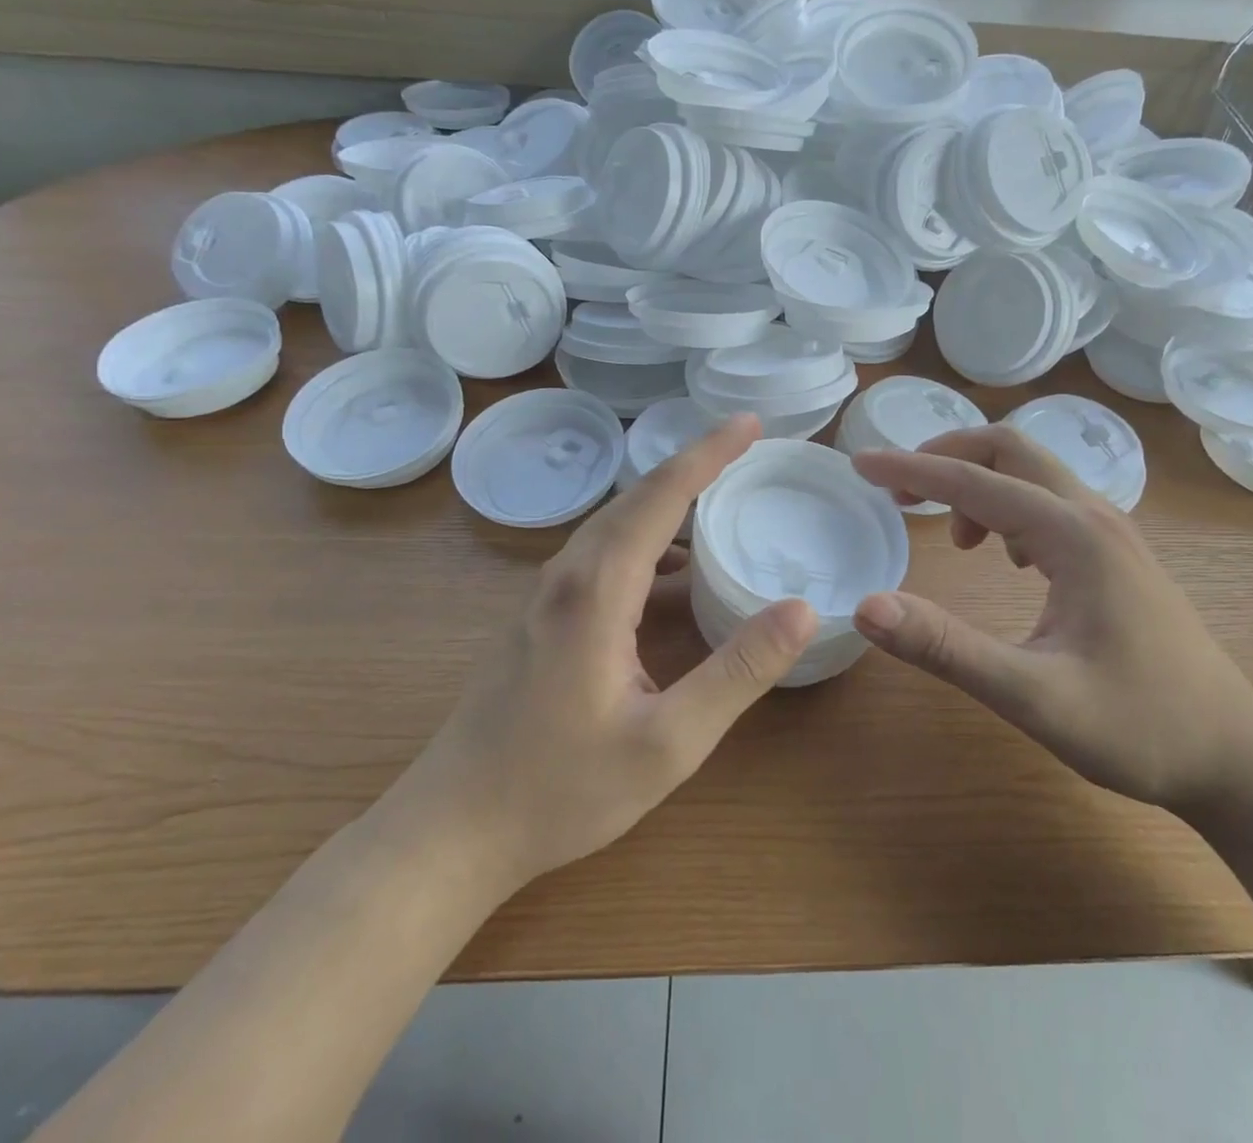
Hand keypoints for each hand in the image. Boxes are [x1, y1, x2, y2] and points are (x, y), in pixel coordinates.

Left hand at [409, 414, 817, 890]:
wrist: (452, 829)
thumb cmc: (560, 790)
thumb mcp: (668, 742)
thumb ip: (737, 672)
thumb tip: (800, 609)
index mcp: (597, 589)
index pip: (661, 496)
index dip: (708, 452)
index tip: (749, 423)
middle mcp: (568, 575)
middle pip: (636, 499)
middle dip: (694, 467)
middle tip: (746, 450)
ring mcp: (547, 595)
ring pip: (616, 526)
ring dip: (669, 504)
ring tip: (721, 501)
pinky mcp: (542, 618)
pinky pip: (603, 556)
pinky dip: (648, 543)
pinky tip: (676, 574)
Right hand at [848, 425, 1252, 812]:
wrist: (1236, 758)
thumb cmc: (1140, 728)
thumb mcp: (1033, 697)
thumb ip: (947, 649)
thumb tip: (867, 606)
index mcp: (1073, 536)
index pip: (973, 482)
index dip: (910, 470)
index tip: (859, 466)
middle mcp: (1094, 516)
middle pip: (1009, 450)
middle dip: (946, 457)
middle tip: (898, 490)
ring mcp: (1112, 532)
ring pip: (1031, 473)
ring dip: (978, 482)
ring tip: (949, 535)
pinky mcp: (1116, 554)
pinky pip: (1049, 502)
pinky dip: (1006, 507)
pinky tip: (1002, 556)